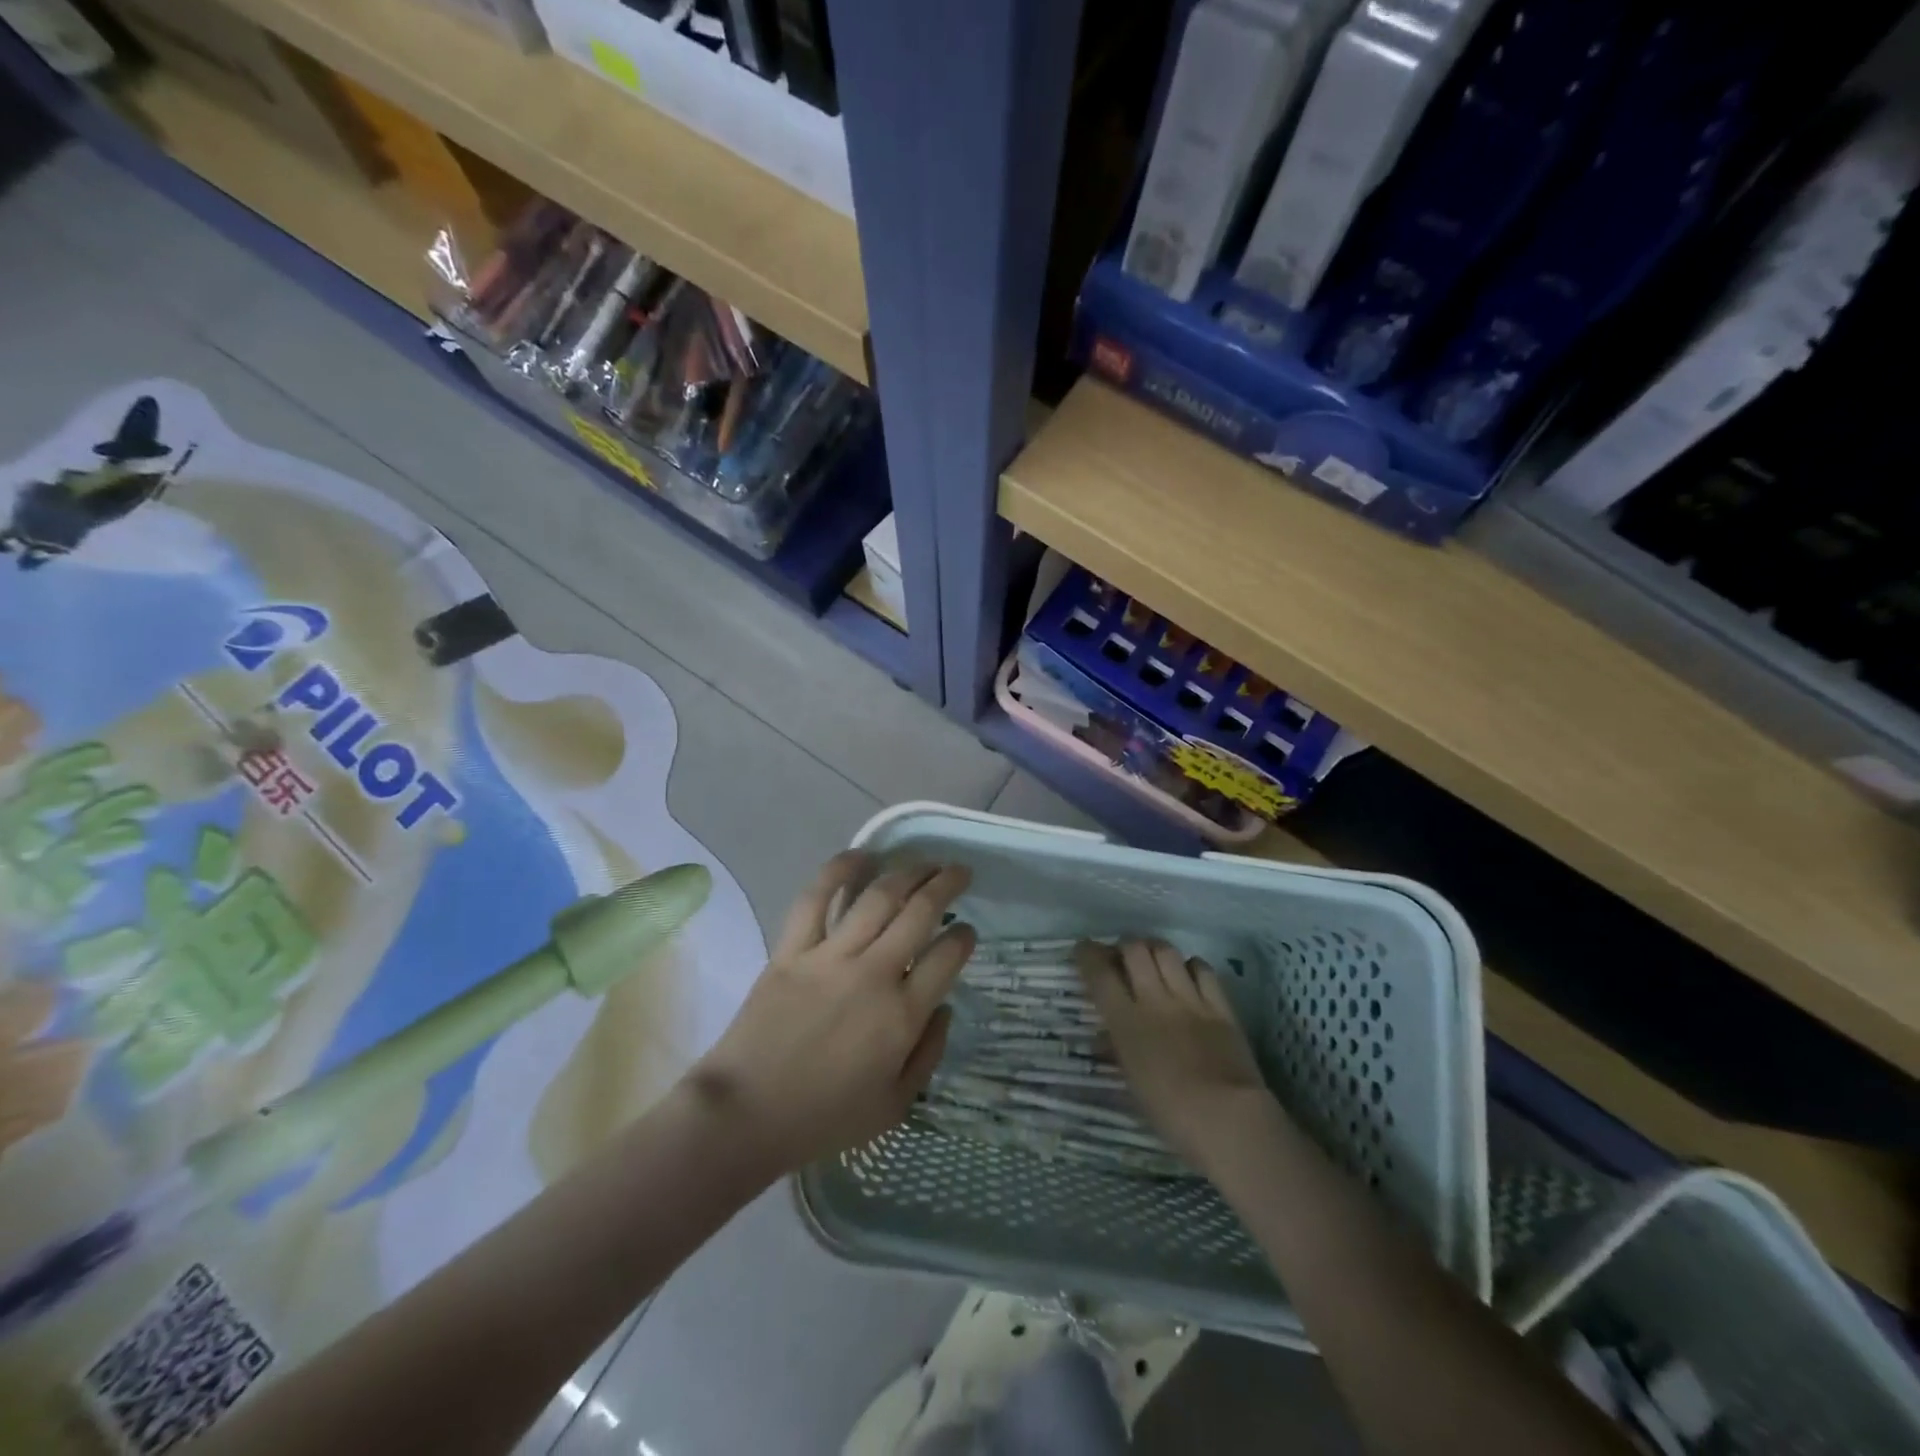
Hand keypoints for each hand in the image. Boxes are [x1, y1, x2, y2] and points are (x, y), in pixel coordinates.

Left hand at [687, 853, 974, 1177]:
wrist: (746, 1115)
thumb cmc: (824, 1118)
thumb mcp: (894, 1105)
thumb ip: (929, 1054)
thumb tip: (945, 1008)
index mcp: (902, 1015)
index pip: (948, 957)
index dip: (964, 938)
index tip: (967, 931)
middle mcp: (874, 974)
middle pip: (920, 912)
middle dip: (947, 884)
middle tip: (958, 872)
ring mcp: (831, 957)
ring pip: (878, 897)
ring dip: (907, 872)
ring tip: (923, 862)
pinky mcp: (792, 950)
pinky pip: (816, 899)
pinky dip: (839, 871)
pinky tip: (860, 856)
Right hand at [1076, 939, 1274, 1171]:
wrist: (1227, 1118)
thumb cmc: (1170, 1112)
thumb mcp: (1131, 1085)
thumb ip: (1117, 1052)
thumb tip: (1103, 1039)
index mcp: (1126, 1022)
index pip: (1100, 973)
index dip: (1088, 954)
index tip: (1084, 949)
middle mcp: (1154, 1000)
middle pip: (1134, 949)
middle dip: (1124, 946)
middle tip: (1122, 956)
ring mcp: (1190, 999)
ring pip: (1167, 951)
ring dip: (1154, 949)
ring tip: (1152, 958)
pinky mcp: (1220, 1006)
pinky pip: (1203, 969)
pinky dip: (1191, 965)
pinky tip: (1188, 975)